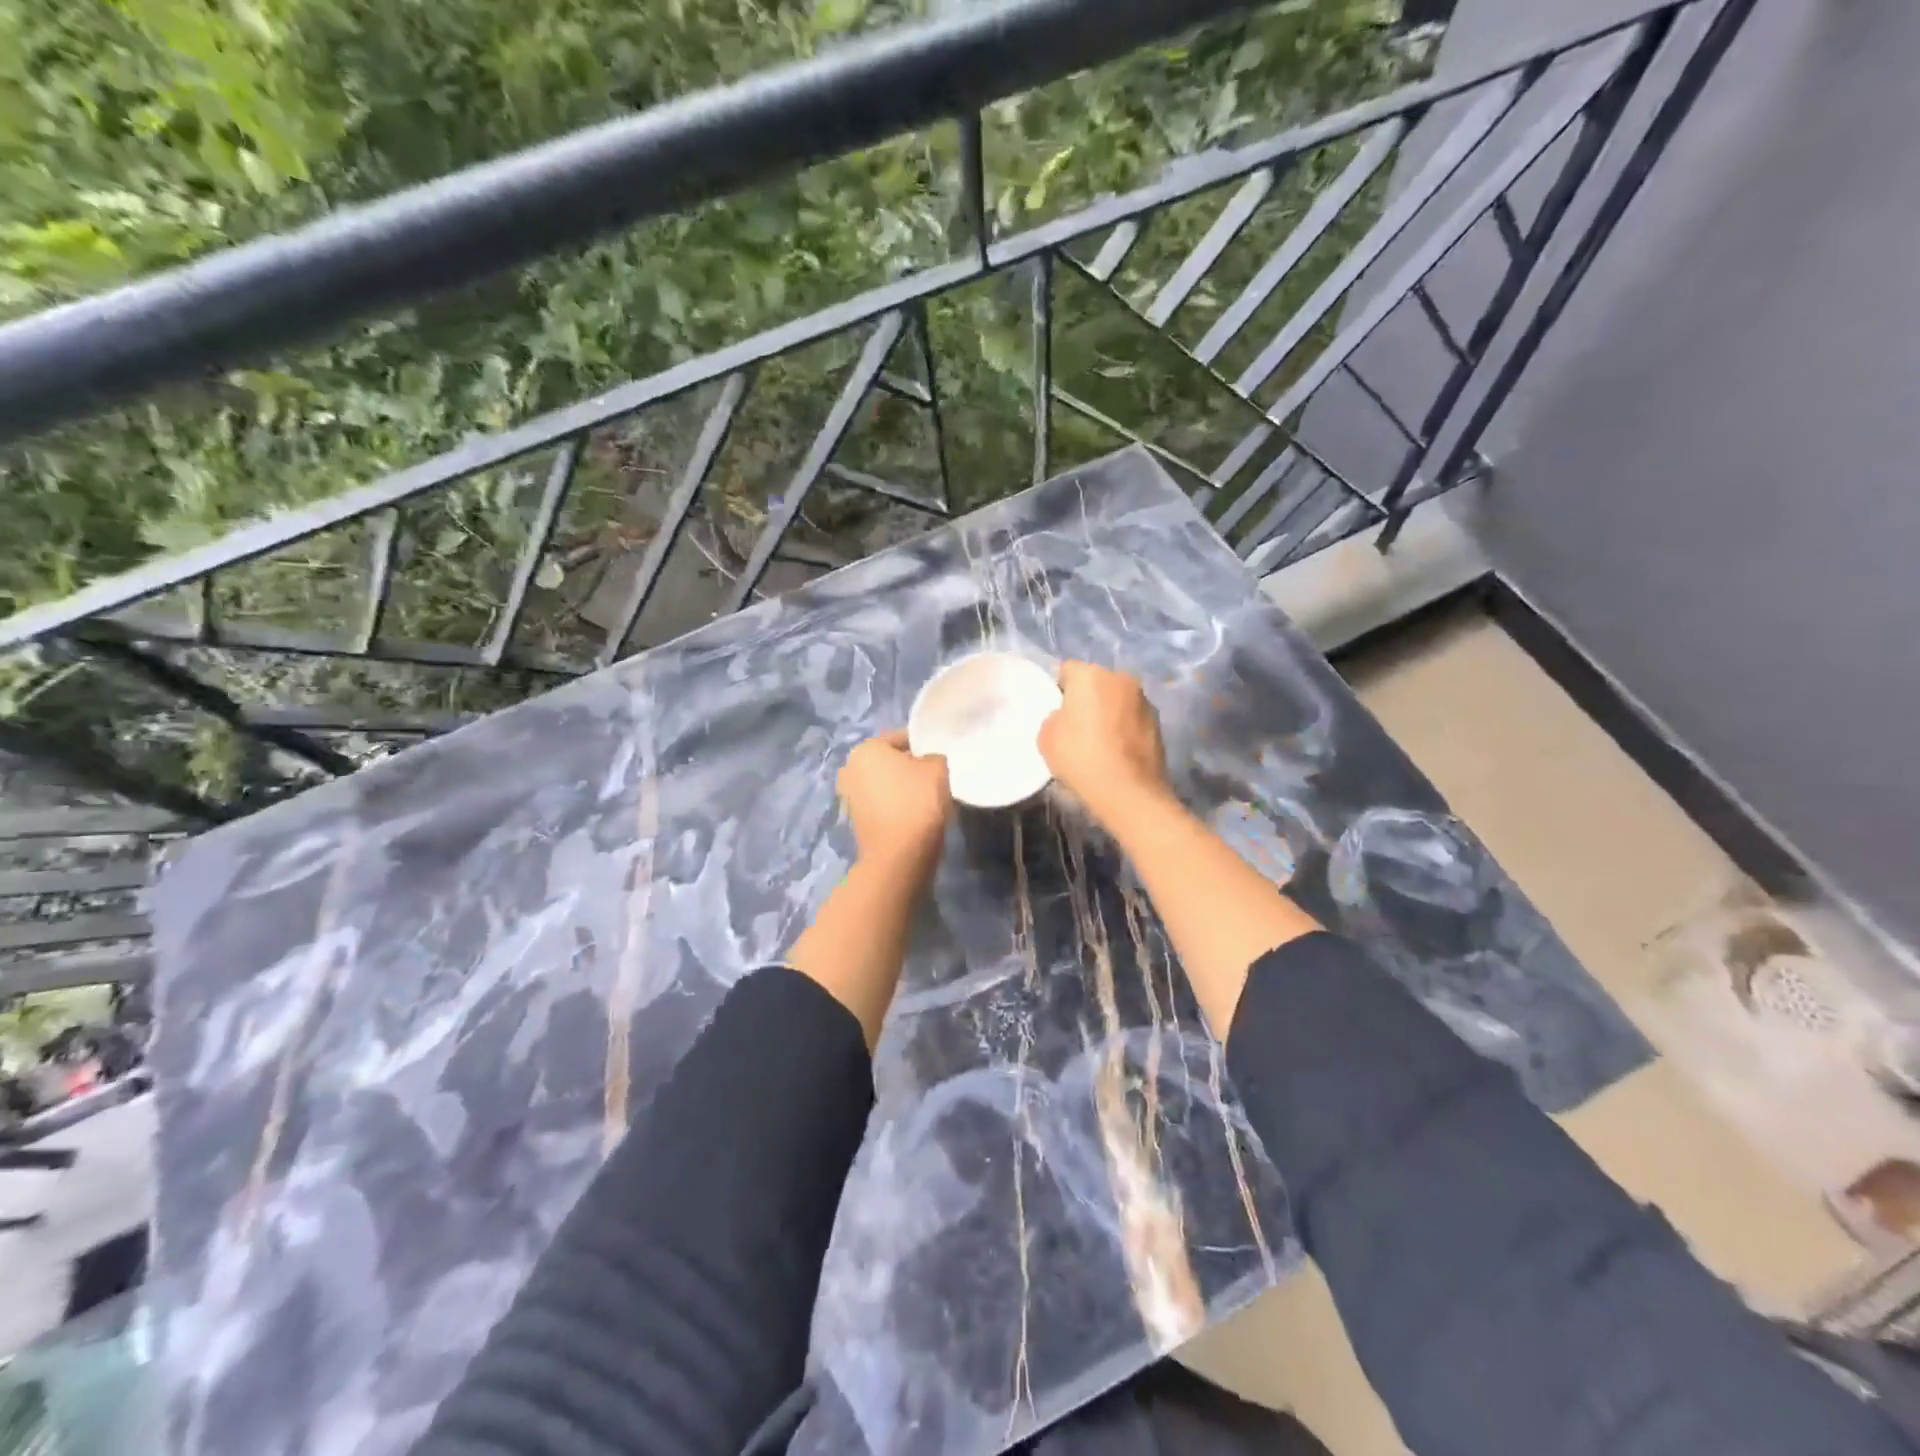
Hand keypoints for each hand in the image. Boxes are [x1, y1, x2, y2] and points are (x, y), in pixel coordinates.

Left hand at [839, 729, 951, 873]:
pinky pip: (882, 805)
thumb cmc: (917, 802)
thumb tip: (927, 763)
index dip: (924, 746)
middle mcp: (849, 769)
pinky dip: (896, 807)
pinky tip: (916, 815)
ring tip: (928, 798)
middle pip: (890, 762)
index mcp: (865, 749)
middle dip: (910, 767)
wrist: (899, 856)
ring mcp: (849, 798)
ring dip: (903, 788)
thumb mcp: (938, 768)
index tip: (941, 758)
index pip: (901, 738)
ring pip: (885, 784)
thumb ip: (934, 757)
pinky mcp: (856, 822)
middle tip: (936, 777)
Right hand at [1038, 662, 1172, 830]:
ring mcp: (1143, 699)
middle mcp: (1120, 678)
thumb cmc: (1081, 758)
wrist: (1128, 792)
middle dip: (1086, 698)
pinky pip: (1131, 717)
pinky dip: (1124, 727)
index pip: (1067, 670)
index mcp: (1090, 675)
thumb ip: (1054, 717)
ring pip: (1116, 699)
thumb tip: (1066, 717)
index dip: (1059, 689)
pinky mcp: (1158, 722)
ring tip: (1099, 741)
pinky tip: (1117, 751)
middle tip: (1076, 726)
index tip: (1056, 712)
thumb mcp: (1046, 737)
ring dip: (1108, 711)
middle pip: (1096, 682)